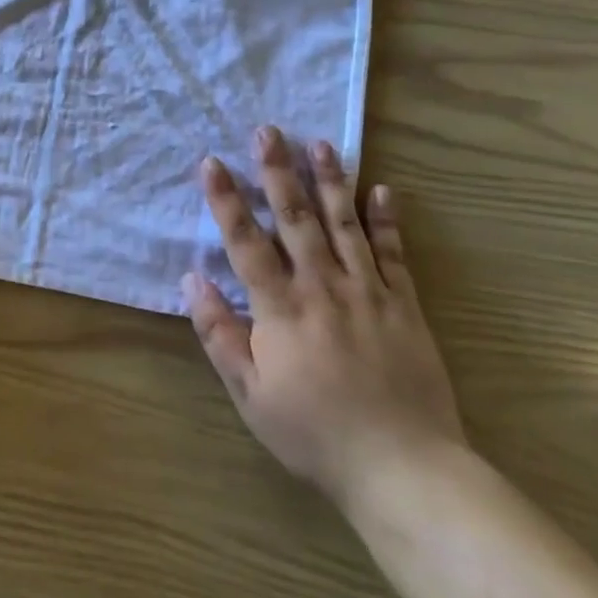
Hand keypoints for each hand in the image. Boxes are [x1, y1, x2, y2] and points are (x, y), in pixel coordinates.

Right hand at [184, 128, 466, 511]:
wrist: (403, 467)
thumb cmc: (313, 432)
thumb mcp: (249, 392)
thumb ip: (219, 333)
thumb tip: (192, 280)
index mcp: (280, 309)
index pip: (245, 242)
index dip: (225, 200)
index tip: (211, 162)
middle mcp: (322, 287)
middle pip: (296, 218)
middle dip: (278, 172)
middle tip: (268, 131)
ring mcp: (368, 292)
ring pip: (345, 224)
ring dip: (330, 181)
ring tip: (320, 144)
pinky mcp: (404, 306)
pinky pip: (394, 254)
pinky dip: (387, 220)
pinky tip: (383, 189)